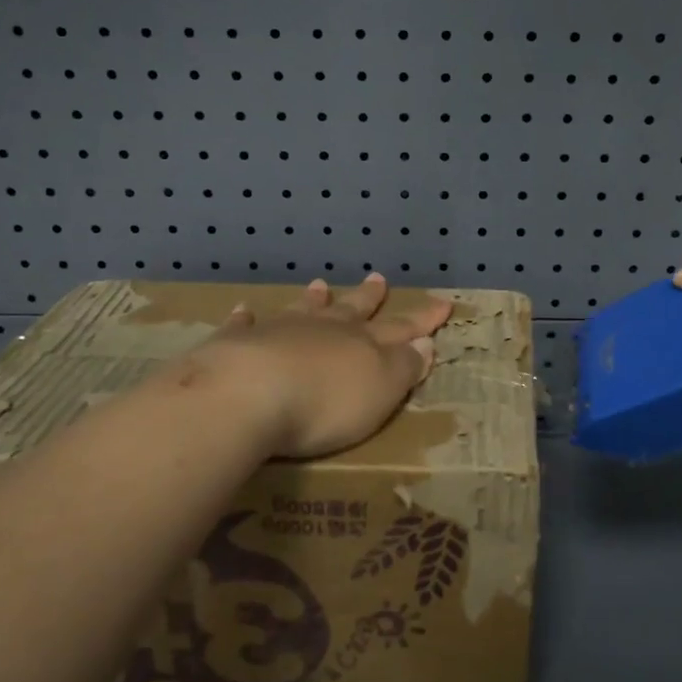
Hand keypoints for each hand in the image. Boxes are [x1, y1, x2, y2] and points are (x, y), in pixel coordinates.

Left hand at [196, 273, 453, 459]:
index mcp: (363, 344)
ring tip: (319, 284)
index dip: (423, 320)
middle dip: (368, 298)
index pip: (401, 328)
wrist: (250, 394)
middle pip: (351, 310)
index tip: (443, 303)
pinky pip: (244, 325)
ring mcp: (279, 332)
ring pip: (302, 310)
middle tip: (378, 278)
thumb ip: (404, 367)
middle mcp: (324, 330)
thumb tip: (425, 343)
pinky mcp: (237, 344)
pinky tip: (243, 310)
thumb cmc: (326, 402)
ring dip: (314, 299)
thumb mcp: (381, 390)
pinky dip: (245, 318)